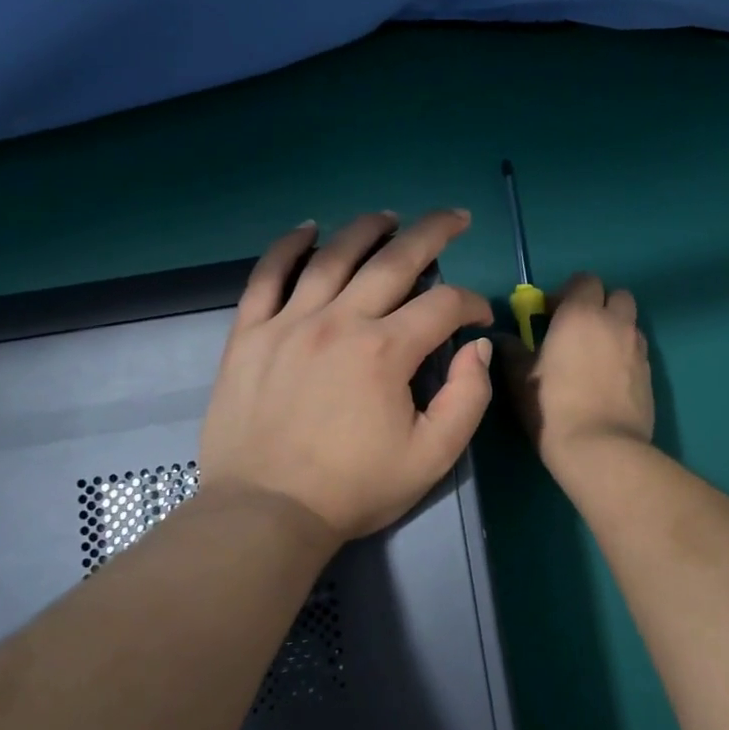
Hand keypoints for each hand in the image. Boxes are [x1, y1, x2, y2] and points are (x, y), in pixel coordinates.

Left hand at [200, 209, 495, 541]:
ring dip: (367, 230)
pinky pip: (267, 276)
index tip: (479, 320)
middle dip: (433, 233)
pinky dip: (288, 247)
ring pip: (333, 256)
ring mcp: (289, 322)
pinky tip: (308, 230)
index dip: (471, 305)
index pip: (443, 305)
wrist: (266, 512)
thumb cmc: (355, 489)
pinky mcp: (250, 334)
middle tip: (455, 218)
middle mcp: (339, 321)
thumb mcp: (433, 456)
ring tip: (389, 217)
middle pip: (394, 260)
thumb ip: (468, 397)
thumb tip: (476, 347)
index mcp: (385, 351)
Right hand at [501, 272, 653, 469]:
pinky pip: (637, 351)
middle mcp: (615, 322)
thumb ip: (513, 351)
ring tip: (595, 356)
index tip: (550, 316)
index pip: (584, 280)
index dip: (568, 293)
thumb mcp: (520, 379)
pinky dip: (625, 355)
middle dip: (599, 305)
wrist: (601, 448)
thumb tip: (505, 338)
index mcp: (581, 313)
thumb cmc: (552, 407)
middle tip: (577, 331)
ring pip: (630, 323)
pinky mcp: (650, 373)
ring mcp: (637, 347)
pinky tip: (608, 381)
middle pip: (616, 295)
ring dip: (614, 329)